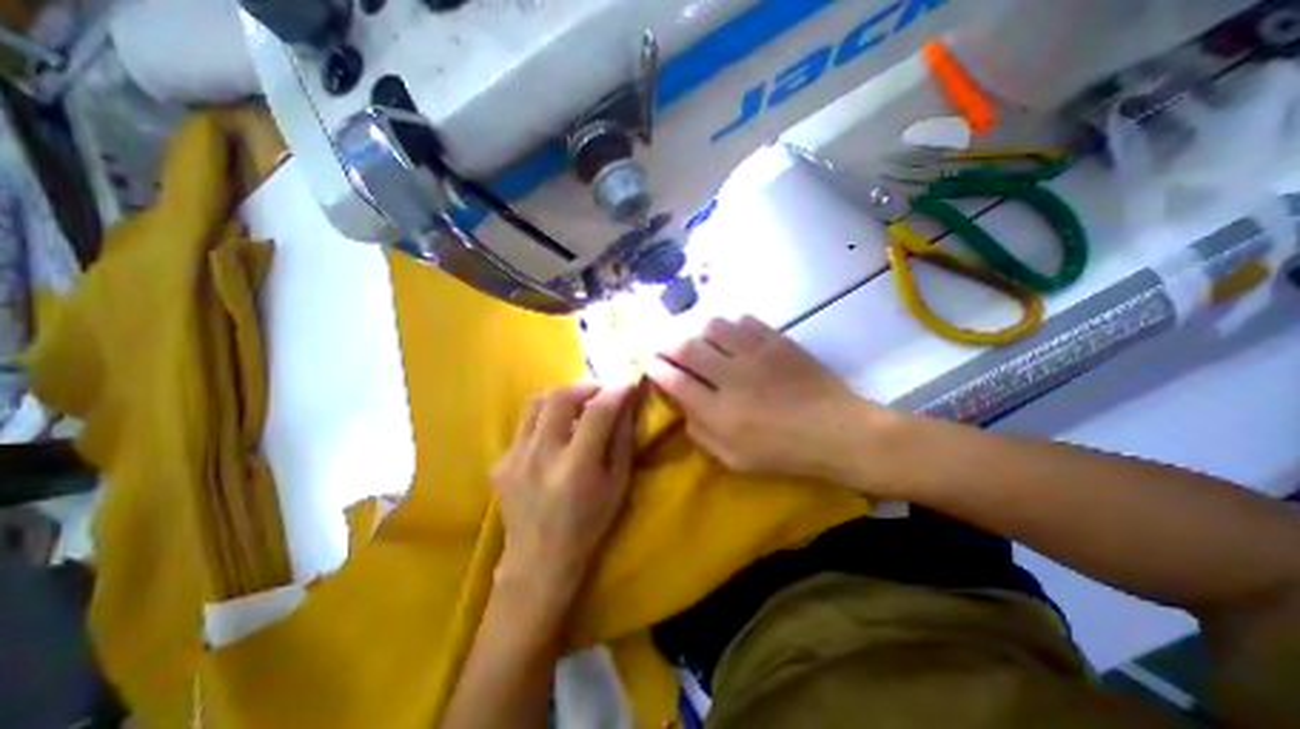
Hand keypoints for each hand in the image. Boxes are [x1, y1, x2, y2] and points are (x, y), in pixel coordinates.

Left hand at [492, 385, 638, 599]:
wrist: (538, 560)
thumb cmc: (588, 525)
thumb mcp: (617, 485)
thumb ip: (623, 439)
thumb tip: (628, 403)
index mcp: (576, 466)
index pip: (598, 411)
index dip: (616, 391)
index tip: (627, 384)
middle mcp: (541, 455)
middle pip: (560, 396)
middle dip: (585, 385)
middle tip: (599, 391)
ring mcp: (514, 456)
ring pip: (536, 402)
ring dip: (561, 396)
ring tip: (576, 406)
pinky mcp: (499, 461)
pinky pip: (524, 424)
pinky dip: (544, 419)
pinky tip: (553, 436)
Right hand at [644, 315, 889, 482]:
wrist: (838, 431)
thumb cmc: (784, 453)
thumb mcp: (734, 459)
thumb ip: (701, 433)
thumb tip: (683, 407)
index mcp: (720, 412)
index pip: (674, 380)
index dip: (655, 368)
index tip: (649, 364)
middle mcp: (732, 377)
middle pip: (686, 347)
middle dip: (666, 343)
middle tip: (662, 346)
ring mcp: (756, 354)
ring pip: (712, 327)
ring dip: (696, 330)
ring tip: (696, 339)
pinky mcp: (777, 341)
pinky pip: (743, 321)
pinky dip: (729, 325)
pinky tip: (729, 335)